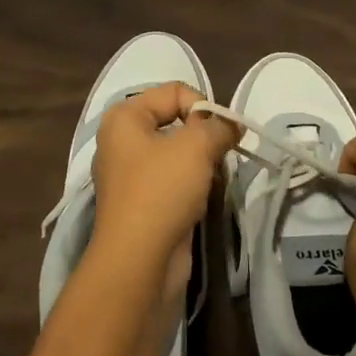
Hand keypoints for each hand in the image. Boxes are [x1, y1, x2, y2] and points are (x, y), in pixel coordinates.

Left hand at [90, 83, 237, 278]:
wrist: (139, 264)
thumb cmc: (162, 191)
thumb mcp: (197, 146)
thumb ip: (219, 126)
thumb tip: (232, 125)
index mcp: (124, 117)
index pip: (175, 91)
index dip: (203, 106)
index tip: (221, 133)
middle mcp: (123, 141)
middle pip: (176, 120)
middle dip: (205, 134)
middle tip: (221, 154)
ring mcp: (132, 175)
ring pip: (179, 152)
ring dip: (202, 161)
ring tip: (213, 177)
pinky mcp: (144, 203)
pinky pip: (176, 179)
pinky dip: (194, 183)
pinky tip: (205, 196)